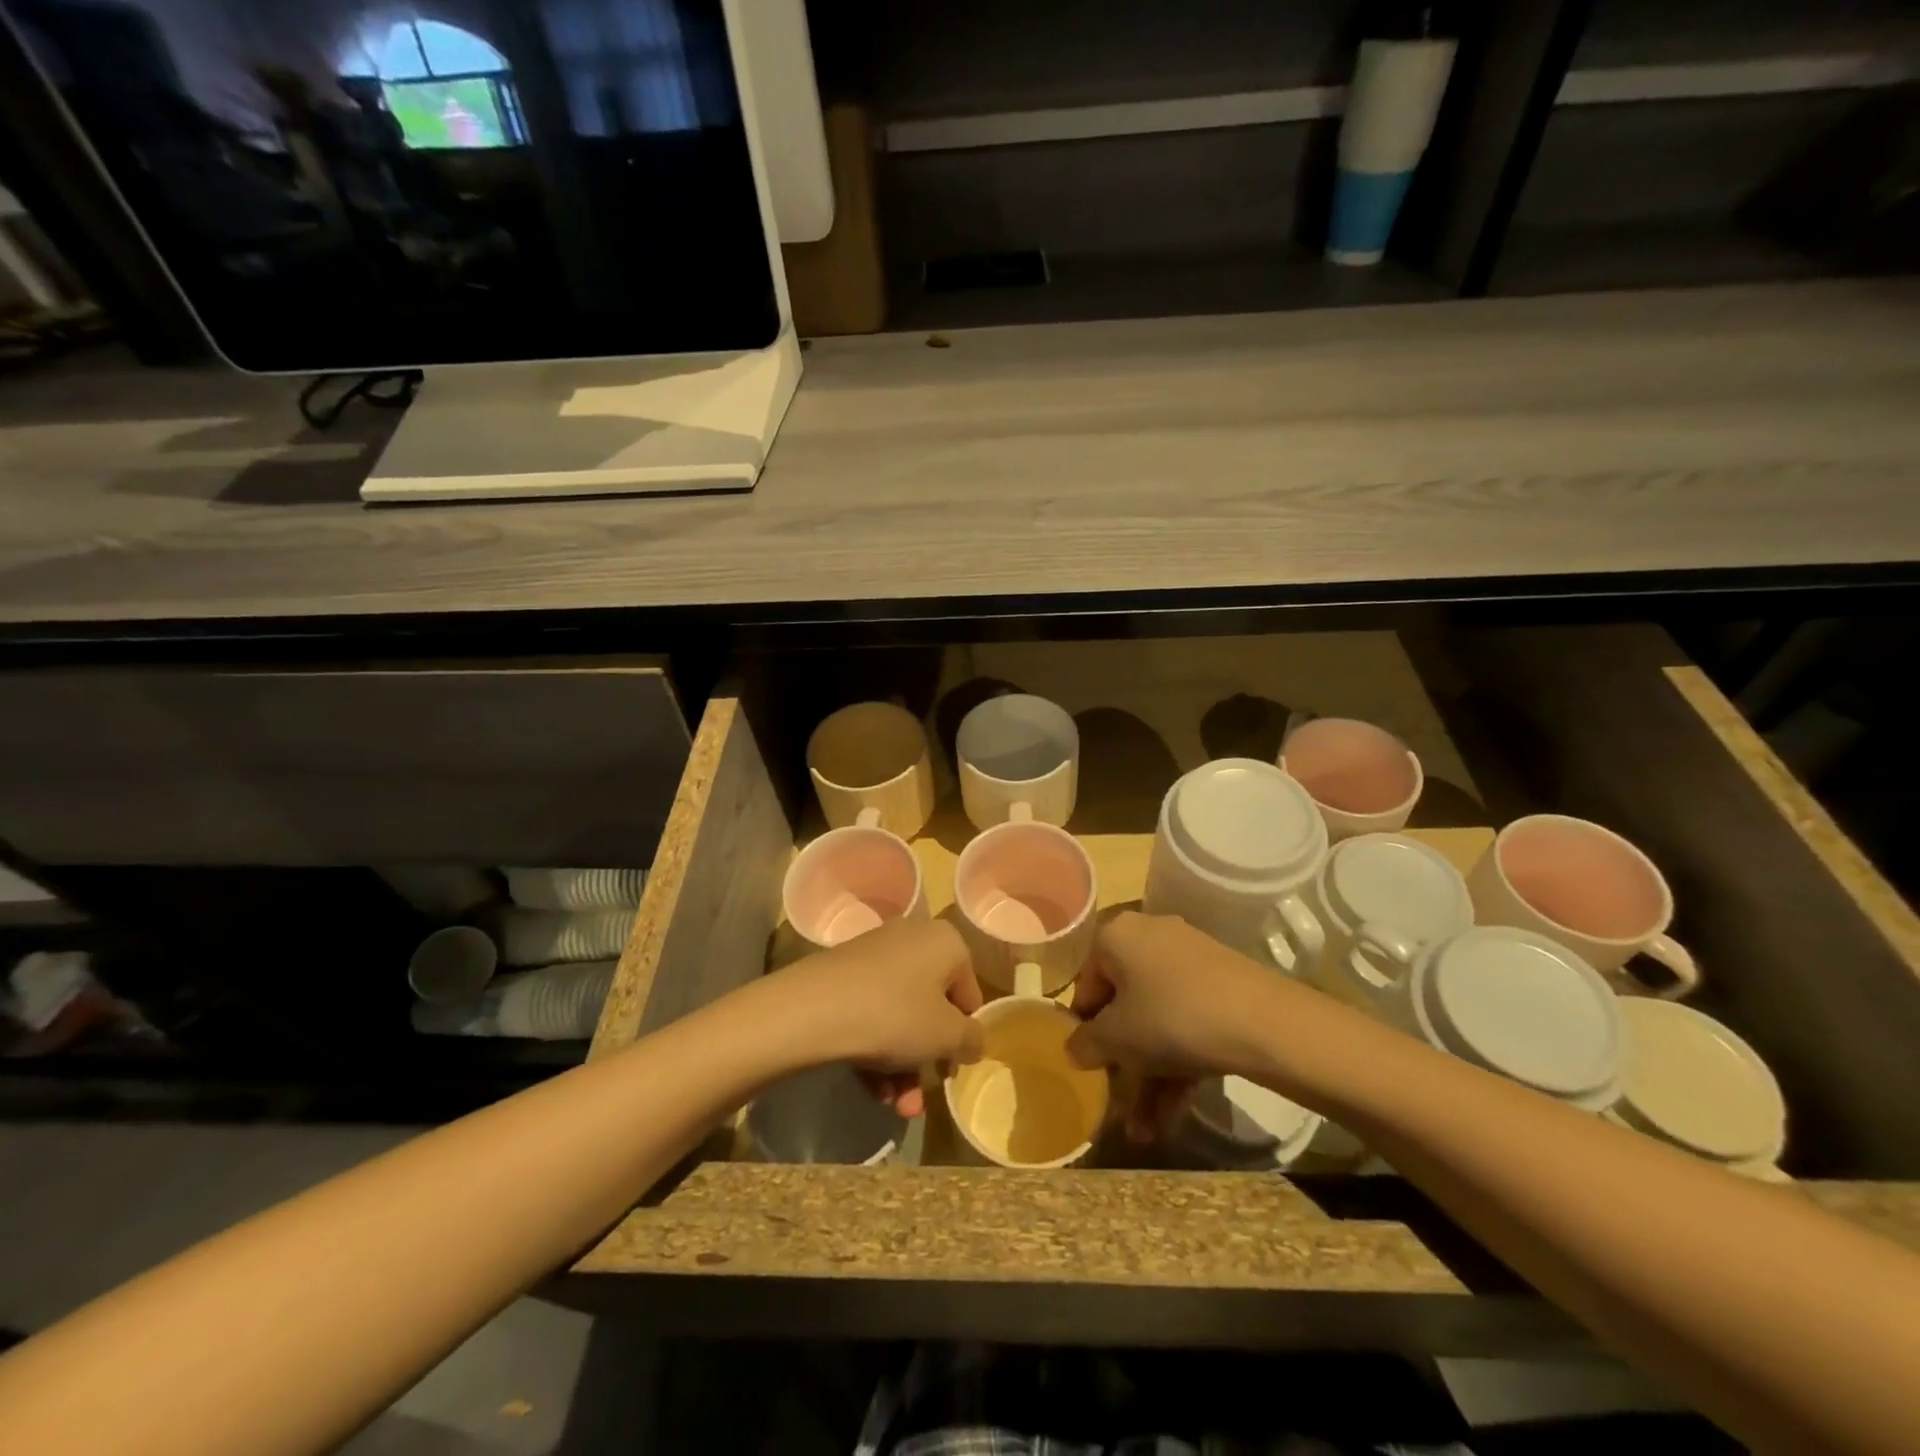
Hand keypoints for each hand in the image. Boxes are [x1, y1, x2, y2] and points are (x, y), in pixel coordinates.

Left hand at [769, 918, 983, 1115]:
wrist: (813, 1010)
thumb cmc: (895, 1015)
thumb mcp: (946, 1035)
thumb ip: (971, 1039)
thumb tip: (973, 1040)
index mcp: (945, 942)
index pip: (968, 993)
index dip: (964, 1035)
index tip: (951, 1068)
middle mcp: (912, 938)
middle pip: (931, 1007)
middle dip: (927, 1060)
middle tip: (919, 1098)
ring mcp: (874, 955)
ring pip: (899, 1016)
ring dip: (902, 1066)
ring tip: (894, 1106)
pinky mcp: (843, 975)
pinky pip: (871, 1014)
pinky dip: (875, 1050)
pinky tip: (871, 1089)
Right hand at [1067, 911, 1283, 1138]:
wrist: (1264, 1022)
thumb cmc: (1171, 1018)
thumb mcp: (1117, 1038)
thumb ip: (1086, 1043)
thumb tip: (1074, 1048)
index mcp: (1117, 936)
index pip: (1087, 982)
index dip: (1084, 1027)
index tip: (1089, 1065)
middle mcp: (1151, 938)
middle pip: (1125, 1005)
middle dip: (1122, 1063)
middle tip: (1118, 1104)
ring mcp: (1190, 962)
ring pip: (1158, 1021)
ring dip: (1149, 1077)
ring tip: (1145, 1132)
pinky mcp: (1222, 986)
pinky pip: (1186, 1023)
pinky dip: (1177, 1065)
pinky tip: (1172, 1117)